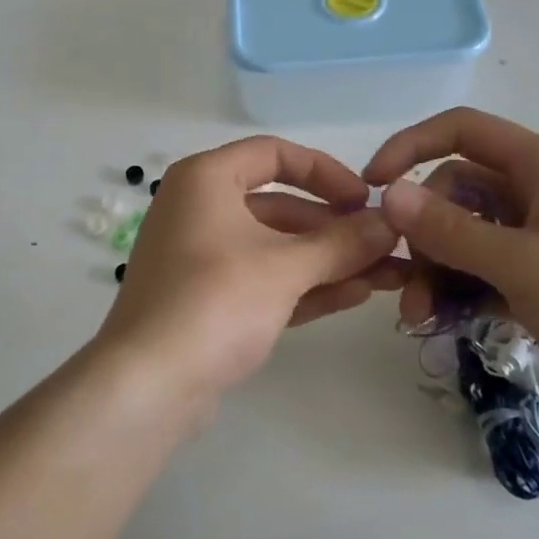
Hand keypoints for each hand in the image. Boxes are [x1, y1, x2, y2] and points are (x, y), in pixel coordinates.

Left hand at [92, 137, 402, 397]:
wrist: (148, 384)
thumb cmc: (215, 302)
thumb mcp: (285, 268)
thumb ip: (342, 243)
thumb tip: (391, 224)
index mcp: (206, 180)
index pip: (274, 154)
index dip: (325, 172)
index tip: (366, 200)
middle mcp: (199, 209)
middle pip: (280, 205)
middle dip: (336, 227)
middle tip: (386, 246)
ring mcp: (201, 256)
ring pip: (275, 247)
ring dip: (328, 260)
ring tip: (387, 275)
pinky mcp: (208, 299)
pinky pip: (263, 280)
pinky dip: (304, 285)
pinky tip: (355, 295)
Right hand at [363, 109, 538, 437]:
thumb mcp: (523, 264)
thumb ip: (451, 230)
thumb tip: (387, 195)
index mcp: (538, 166)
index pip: (458, 130)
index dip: (410, 147)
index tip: (372, 186)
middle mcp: (532, 192)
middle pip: (451, 191)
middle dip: (422, 232)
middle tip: (406, 281)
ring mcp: (534, 237)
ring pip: (460, 235)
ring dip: (434, 269)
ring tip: (420, 316)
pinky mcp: (536, 277)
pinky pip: (478, 269)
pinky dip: (456, 289)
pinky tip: (442, 320)